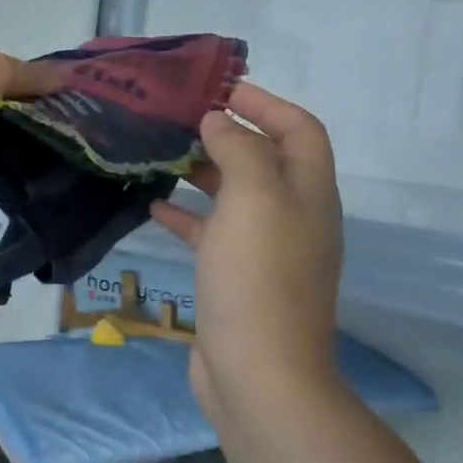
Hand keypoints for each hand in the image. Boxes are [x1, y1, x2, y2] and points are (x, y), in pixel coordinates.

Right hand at [149, 83, 343, 420]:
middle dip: (228, 135)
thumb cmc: (258, 276)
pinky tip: (153, 208)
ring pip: (236, 197)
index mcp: (308, 193)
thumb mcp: (253, 197)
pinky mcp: (236, 280)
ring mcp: (266, 252)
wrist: (258, 373)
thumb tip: (220, 121)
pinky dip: (187, 217)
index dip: (266, 103)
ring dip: (204, 173)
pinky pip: (213, 234)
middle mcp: (294, 217)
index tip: (219, 89)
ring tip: (162, 155)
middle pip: (266, 161)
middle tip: (179, 120)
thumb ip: (240, 148)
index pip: (299, 130)